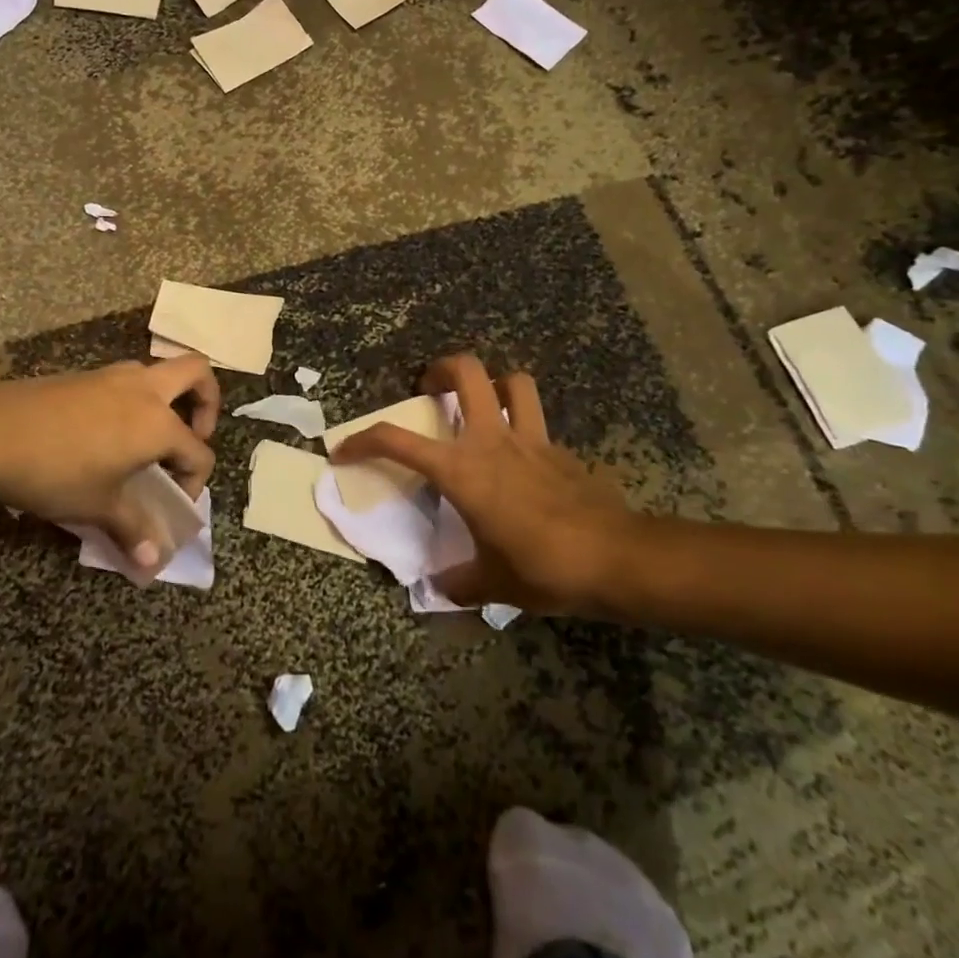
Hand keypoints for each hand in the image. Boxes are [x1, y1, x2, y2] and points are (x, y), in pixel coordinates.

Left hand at [0, 355, 219, 566]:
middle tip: (191, 434)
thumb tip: (154, 564)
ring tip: (147, 438)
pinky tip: (108, 434)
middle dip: (207, 401)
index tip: (173, 506)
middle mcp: (145, 390)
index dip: (194, 482)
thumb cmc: (56, 472)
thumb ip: (132, 530)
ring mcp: (113, 376)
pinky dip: (134, 401)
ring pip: (158, 372)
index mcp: (158, 423)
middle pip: (197, 373)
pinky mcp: (85, 375)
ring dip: (166, 399)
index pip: (199, 451)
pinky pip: (126, 381)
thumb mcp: (98, 505)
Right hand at [328, 354, 641, 614]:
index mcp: (461, 469)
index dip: (362, 440)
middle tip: (428, 388)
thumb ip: (458, 582)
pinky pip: (539, 425)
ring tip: (483, 405)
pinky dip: (526, 431)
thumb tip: (439, 589)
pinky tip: (525, 463)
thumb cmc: (541, 566)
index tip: (343, 450)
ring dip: (494, 384)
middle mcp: (492, 440)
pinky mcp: (562, 451)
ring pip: (513, 381)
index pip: (396, 441)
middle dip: (440, 368)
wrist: (615, 558)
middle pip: (466, 372)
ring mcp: (532, 439)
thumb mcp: (491, 583)